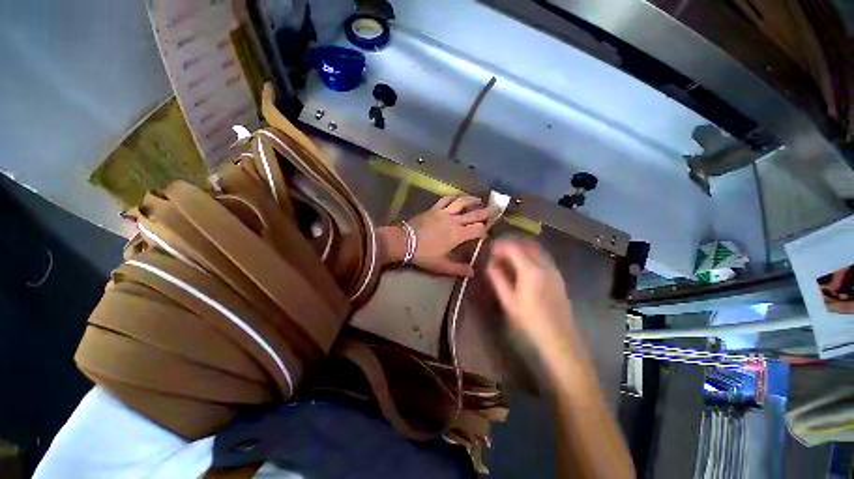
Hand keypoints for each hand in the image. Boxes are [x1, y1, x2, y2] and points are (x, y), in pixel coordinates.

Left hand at [377, 195, 493, 276]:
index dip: (485, 230)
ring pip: (461, 203)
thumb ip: (458, 268)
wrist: (404, 241)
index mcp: (458, 235)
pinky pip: (446, 199)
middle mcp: (454, 221)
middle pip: (474, 214)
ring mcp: (444, 212)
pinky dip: (454, 197)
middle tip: (494, 209)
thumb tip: (472, 273)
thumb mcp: (441, 265)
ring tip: (479, 199)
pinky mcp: (434, 208)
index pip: (477, 229)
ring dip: (472, 200)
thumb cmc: (423, 254)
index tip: (487, 232)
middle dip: (485, 212)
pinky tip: (458, 197)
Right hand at [486, 239, 577, 361]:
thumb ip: (498, 279)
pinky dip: (530, 255)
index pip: (514, 248)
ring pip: (536, 250)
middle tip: (497, 252)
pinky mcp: (558, 277)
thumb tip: (490, 264)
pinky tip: (522, 266)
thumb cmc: (530, 322)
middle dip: (511, 245)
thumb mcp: (508, 301)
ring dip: (521, 249)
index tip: (490, 250)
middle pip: (526, 245)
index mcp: (531, 271)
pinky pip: (542, 258)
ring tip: (507, 258)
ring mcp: (554, 270)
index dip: (500, 246)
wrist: (560, 340)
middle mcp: (545, 266)